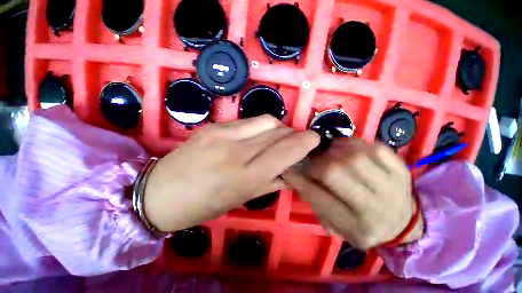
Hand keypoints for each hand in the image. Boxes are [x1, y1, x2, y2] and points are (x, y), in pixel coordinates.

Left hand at [143, 115, 319, 231]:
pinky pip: (249, 121)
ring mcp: (223, 133)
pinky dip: (262, 127)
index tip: (314, 139)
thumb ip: (269, 182)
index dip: (304, 142)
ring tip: (278, 138)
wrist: (159, 192)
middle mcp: (236, 150)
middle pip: (277, 131)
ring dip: (279, 128)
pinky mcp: (214, 125)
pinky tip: (258, 136)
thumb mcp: (240, 200)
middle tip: (297, 141)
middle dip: (293, 134)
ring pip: (266, 121)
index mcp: (244, 176)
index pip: (285, 151)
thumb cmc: (202, 205)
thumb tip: (290, 172)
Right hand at [282, 139, 422, 248]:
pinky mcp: (401, 169)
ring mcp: (393, 186)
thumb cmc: (362, 226)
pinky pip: (374, 148)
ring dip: (333, 152)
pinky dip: (354, 144)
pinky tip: (347, 149)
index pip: (319, 198)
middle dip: (316, 164)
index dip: (300, 180)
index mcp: (357, 226)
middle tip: (312, 162)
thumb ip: (313, 201)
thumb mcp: (335, 224)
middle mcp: (376, 208)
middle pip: (335, 172)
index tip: (290, 170)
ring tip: (328, 154)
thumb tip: (295, 174)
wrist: (403, 224)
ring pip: (353, 157)